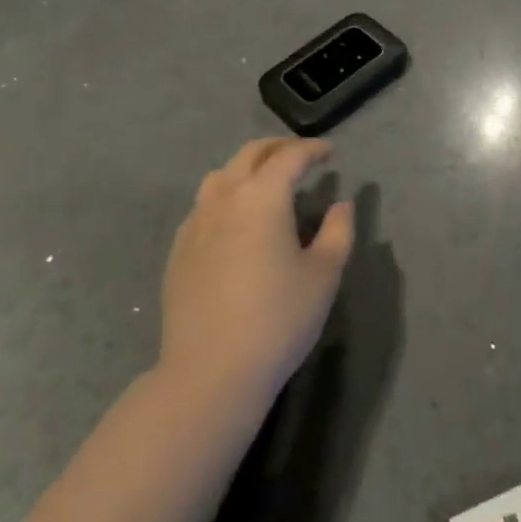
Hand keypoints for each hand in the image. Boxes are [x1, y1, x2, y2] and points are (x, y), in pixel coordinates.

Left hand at [158, 137, 353, 409]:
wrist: (209, 372)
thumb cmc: (277, 320)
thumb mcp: (324, 275)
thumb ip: (338, 231)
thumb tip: (341, 204)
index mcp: (262, 196)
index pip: (289, 157)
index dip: (312, 149)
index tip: (329, 152)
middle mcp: (225, 197)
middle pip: (250, 155)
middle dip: (278, 148)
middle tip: (300, 156)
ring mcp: (196, 222)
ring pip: (221, 175)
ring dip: (247, 168)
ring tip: (265, 182)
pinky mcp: (179, 249)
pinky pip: (204, 205)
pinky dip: (225, 196)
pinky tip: (234, 220)